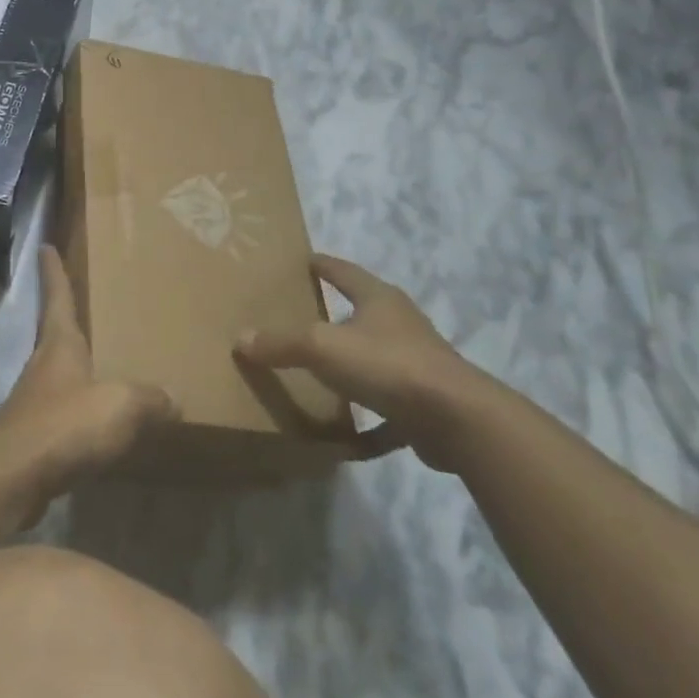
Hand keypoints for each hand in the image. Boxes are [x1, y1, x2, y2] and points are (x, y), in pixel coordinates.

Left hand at [0, 246, 179, 520]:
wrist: (12, 478)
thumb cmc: (64, 425)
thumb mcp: (120, 405)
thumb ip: (150, 399)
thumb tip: (174, 399)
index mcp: (60, 344)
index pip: (57, 295)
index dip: (53, 270)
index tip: (43, 245)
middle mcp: (43, 365)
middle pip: (56, 331)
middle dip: (68, 315)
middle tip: (89, 302)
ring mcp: (35, 400)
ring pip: (60, 372)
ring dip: (77, 365)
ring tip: (106, 363)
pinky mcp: (35, 434)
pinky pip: (64, 410)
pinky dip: (82, 408)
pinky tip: (100, 422)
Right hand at [234, 254, 484, 471]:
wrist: (457, 420)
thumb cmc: (387, 365)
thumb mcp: (322, 347)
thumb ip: (281, 342)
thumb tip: (241, 338)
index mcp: (379, 299)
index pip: (344, 272)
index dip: (322, 264)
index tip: (303, 260)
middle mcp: (401, 324)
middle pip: (365, 310)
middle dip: (338, 312)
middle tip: (303, 315)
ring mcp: (418, 363)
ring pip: (378, 358)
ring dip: (355, 363)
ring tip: (323, 373)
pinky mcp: (426, 403)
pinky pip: (389, 409)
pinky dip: (370, 421)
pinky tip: (350, 437)